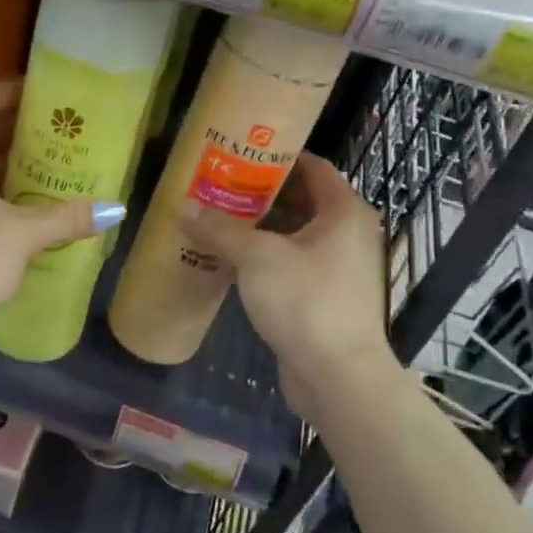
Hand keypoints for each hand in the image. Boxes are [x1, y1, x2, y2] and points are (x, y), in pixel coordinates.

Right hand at [182, 152, 394, 416]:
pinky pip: (296, 262)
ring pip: (297, 233)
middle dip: (262, 193)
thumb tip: (183, 205)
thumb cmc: (305, 301)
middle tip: (221, 186)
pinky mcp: (328, 296)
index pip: (313, 166)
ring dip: (262, 226)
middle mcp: (349, 233)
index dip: (278, 157)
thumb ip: (220, 228)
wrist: (338, 377)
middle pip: (303, 199)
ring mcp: (341, 267)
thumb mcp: (256, 257)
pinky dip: (268, 256)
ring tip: (219, 218)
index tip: (241, 155)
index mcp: (343, 211)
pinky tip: (233, 258)